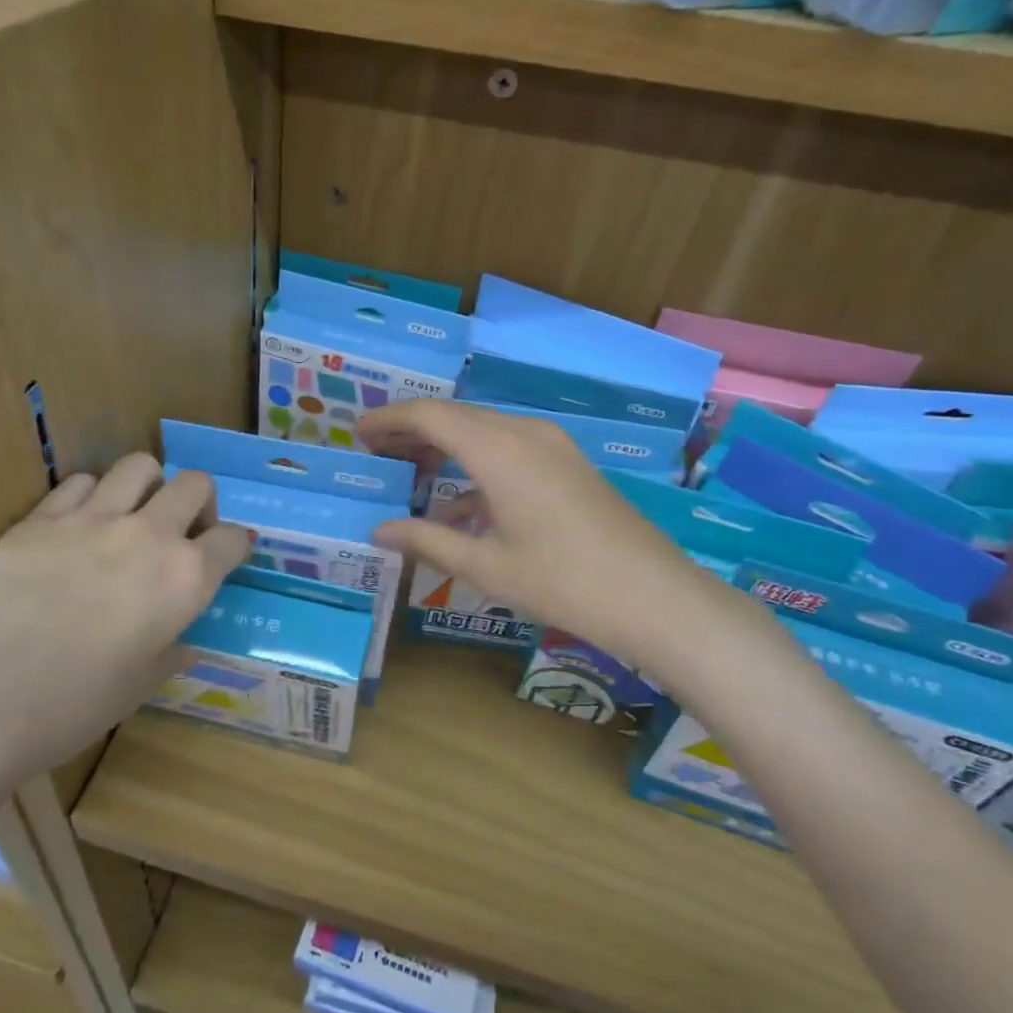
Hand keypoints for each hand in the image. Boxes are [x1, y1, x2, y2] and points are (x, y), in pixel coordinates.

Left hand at [0, 455, 248, 802]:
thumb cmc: (71, 706)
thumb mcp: (139, 686)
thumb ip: (171, 652)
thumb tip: (183, 642)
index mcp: (185, 578)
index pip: (233, 539)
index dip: (236, 545)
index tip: (228, 555)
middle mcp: (150, 535)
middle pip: (195, 484)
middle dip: (200, 502)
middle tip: (182, 531)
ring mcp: (94, 517)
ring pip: (139, 466)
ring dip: (148, 485)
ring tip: (132, 514)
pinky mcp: (42, 516)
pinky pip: (81, 482)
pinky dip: (91, 495)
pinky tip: (79, 524)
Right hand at [358, 401, 749, 662]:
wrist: (654, 596)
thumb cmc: (561, 582)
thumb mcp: (485, 565)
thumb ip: (426, 542)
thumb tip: (378, 531)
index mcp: (498, 449)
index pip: (430, 416)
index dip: (390, 419)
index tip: (358, 432)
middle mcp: (524, 433)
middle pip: (456, 417)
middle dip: (412, 430)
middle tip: (374, 450)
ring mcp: (551, 446)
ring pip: (483, 431)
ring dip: (444, 445)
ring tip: (408, 469)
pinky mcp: (568, 464)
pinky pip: (509, 449)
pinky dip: (476, 465)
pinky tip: (458, 503)